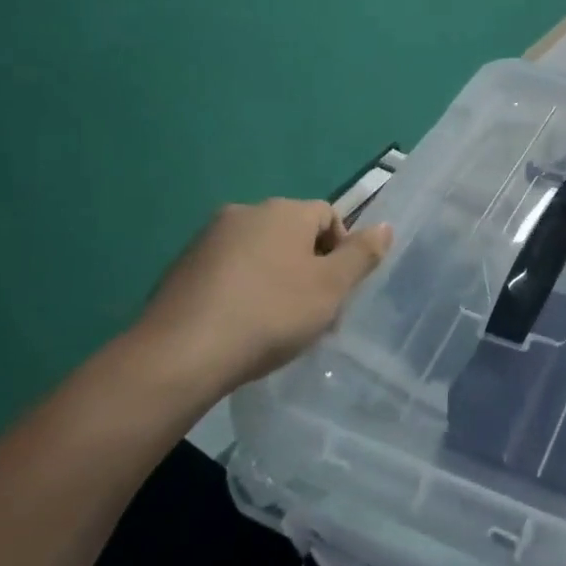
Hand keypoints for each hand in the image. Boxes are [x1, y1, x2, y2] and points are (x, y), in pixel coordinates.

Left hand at [125, 199, 391, 399]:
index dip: (342, 251)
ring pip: (259, 253)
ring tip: (276, 325)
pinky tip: (240, 326)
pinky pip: (227, 271)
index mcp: (284, 211)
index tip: (339, 292)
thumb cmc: (270, 315)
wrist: (181, 353)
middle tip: (313, 312)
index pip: (328, 216)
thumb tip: (385, 226)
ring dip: (276, 279)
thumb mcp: (331, 288)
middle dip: (309, 268)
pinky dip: (242, 290)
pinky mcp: (181, 267)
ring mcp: (208, 239)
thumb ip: (362, 255)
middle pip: (292, 234)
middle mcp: (245, 212)